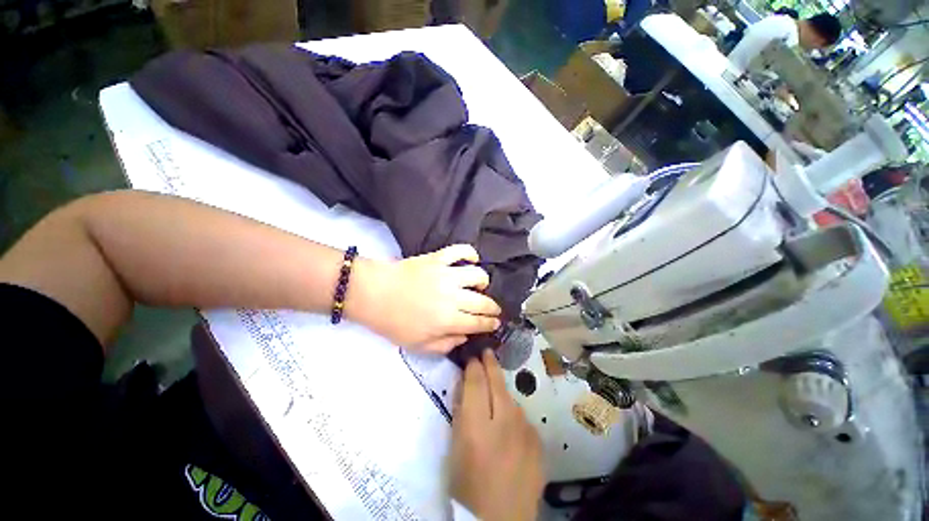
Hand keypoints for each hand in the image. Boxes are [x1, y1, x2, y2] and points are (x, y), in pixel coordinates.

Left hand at [349, 245, 501, 353]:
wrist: (372, 294)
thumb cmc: (392, 323)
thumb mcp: (418, 345)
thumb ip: (445, 344)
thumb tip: (464, 337)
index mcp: (449, 320)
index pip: (479, 322)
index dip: (491, 324)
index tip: (496, 324)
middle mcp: (454, 297)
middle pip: (483, 302)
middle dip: (493, 308)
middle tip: (494, 310)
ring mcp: (446, 275)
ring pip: (478, 275)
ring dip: (484, 282)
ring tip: (481, 286)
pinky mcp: (436, 258)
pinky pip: (460, 251)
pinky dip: (470, 253)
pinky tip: (472, 259)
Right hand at [450, 350, 544, 520]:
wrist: (503, 514)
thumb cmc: (468, 488)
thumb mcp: (454, 454)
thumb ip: (461, 422)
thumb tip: (466, 396)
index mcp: (476, 427)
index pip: (475, 386)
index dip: (473, 368)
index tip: (472, 356)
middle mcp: (505, 423)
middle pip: (498, 386)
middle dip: (491, 367)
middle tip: (485, 354)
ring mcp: (526, 431)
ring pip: (513, 402)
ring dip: (503, 391)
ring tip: (495, 385)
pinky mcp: (539, 442)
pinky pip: (524, 420)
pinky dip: (514, 414)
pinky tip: (509, 420)